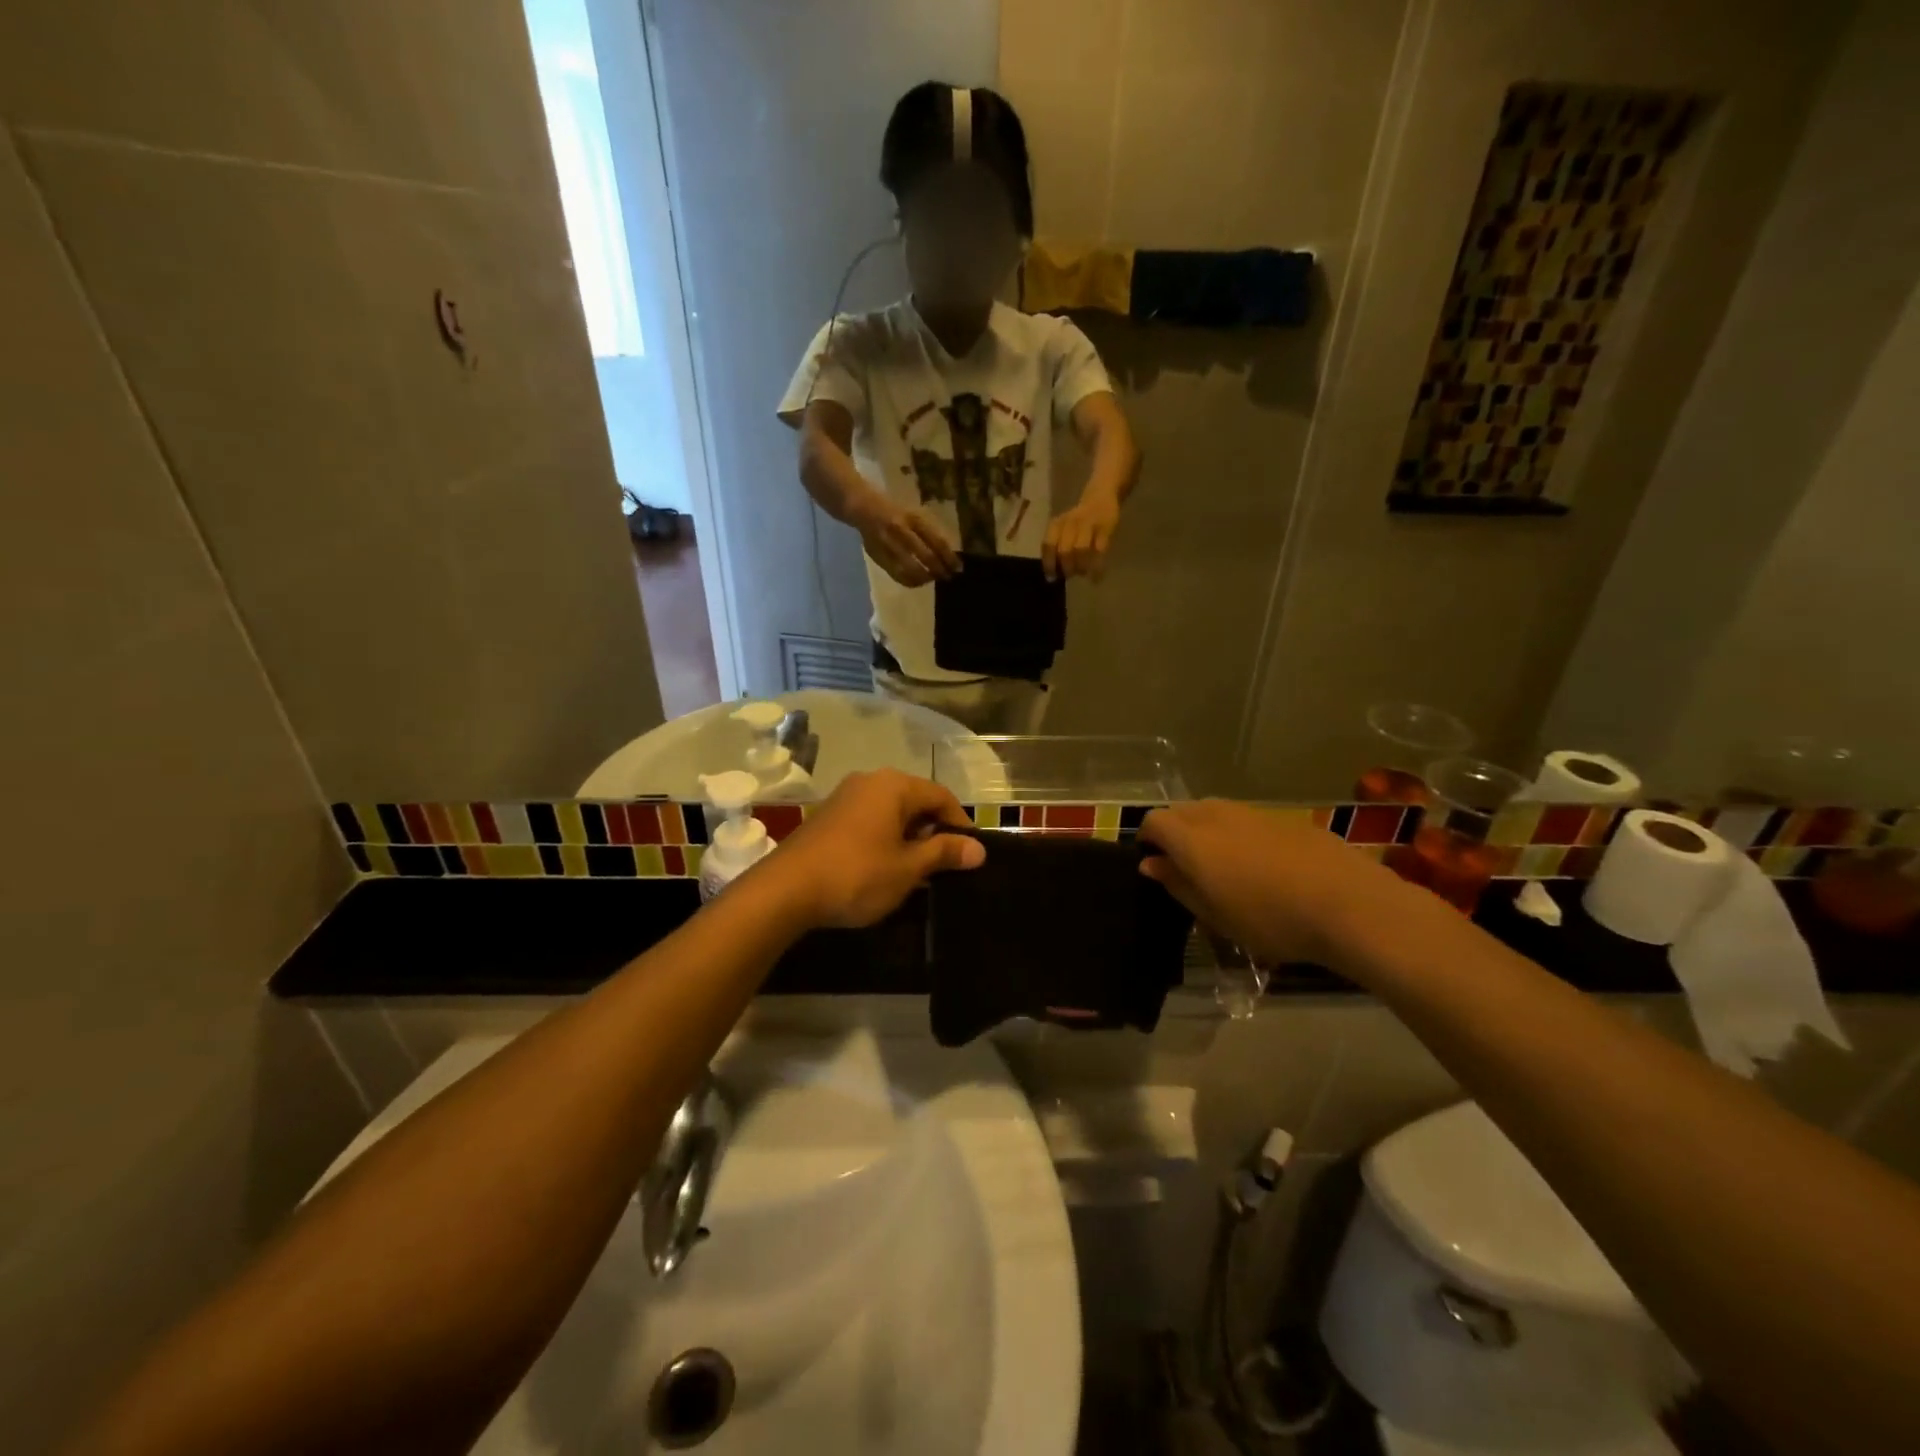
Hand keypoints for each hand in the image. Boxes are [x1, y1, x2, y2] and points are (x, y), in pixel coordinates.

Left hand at [768, 770, 984, 928]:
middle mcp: (869, 781)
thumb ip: (944, 853)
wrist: (785, 889)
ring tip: (917, 872)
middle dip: (933, 831)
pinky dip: (884, 839)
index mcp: (894, 785)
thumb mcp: (907, 867)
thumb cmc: (857, 874)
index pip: (941, 796)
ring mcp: (844, 797)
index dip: (961, 824)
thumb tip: (978, 848)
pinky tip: (884, 869)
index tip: (970, 854)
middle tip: (945, 866)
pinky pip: (869, 821)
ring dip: (908, 838)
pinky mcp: (827, 817)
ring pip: (891, 812)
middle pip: (915, 801)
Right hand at [856, 497, 960, 587]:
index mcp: (914, 519)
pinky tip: (919, 582)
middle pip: (927, 557)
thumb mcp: (916, 515)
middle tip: (948, 577)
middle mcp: (902, 531)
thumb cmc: (897, 513)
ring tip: (933, 579)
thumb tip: (949, 556)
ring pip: (912, 569)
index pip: (938, 542)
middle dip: (940, 570)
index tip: (958, 568)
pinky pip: (898, 575)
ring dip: (926, 578)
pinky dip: (911, 582)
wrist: (866, 509)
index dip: (950, 558)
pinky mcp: (879, 557)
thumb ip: (931, 533)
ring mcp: (889, 545)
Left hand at [1042, 494, 1119, 580]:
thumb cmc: (1079, 520)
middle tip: (1070, 576)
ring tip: (1083, 573)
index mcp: (1057, 524)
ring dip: (1081, 566)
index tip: (1052, 577)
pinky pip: (1099, 550)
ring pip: (1080, 550)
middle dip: (1066, 567)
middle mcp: (1070, 523)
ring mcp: (1088, 524)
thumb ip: (1058, 547)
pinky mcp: (1105, 528)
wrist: (1101, 497)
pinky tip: (1096, 577)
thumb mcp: (1064, 528)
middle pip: (1064, 550)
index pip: (1048, 545)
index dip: (1049, 563)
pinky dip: (1097, 567)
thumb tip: (1053, 575)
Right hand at [1139, 800, 1413, 967]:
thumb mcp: (1214, 915)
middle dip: (1175, 831)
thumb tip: (1151, 863)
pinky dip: (1240, 834)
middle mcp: (1217, 815)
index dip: (1148, 839)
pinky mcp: (1284, 818)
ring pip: (1215, 811)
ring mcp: (1253, 813)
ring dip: (1207, 830)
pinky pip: (1247, 819)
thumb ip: (1178, 884)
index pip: (1154, 821)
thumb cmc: (1270, 919)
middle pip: (1182, 810)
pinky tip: (1262, 865)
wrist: (1350, 905)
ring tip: (1223, 866)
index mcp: (1192, 839)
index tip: (1155, 862)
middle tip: (1186, 867)